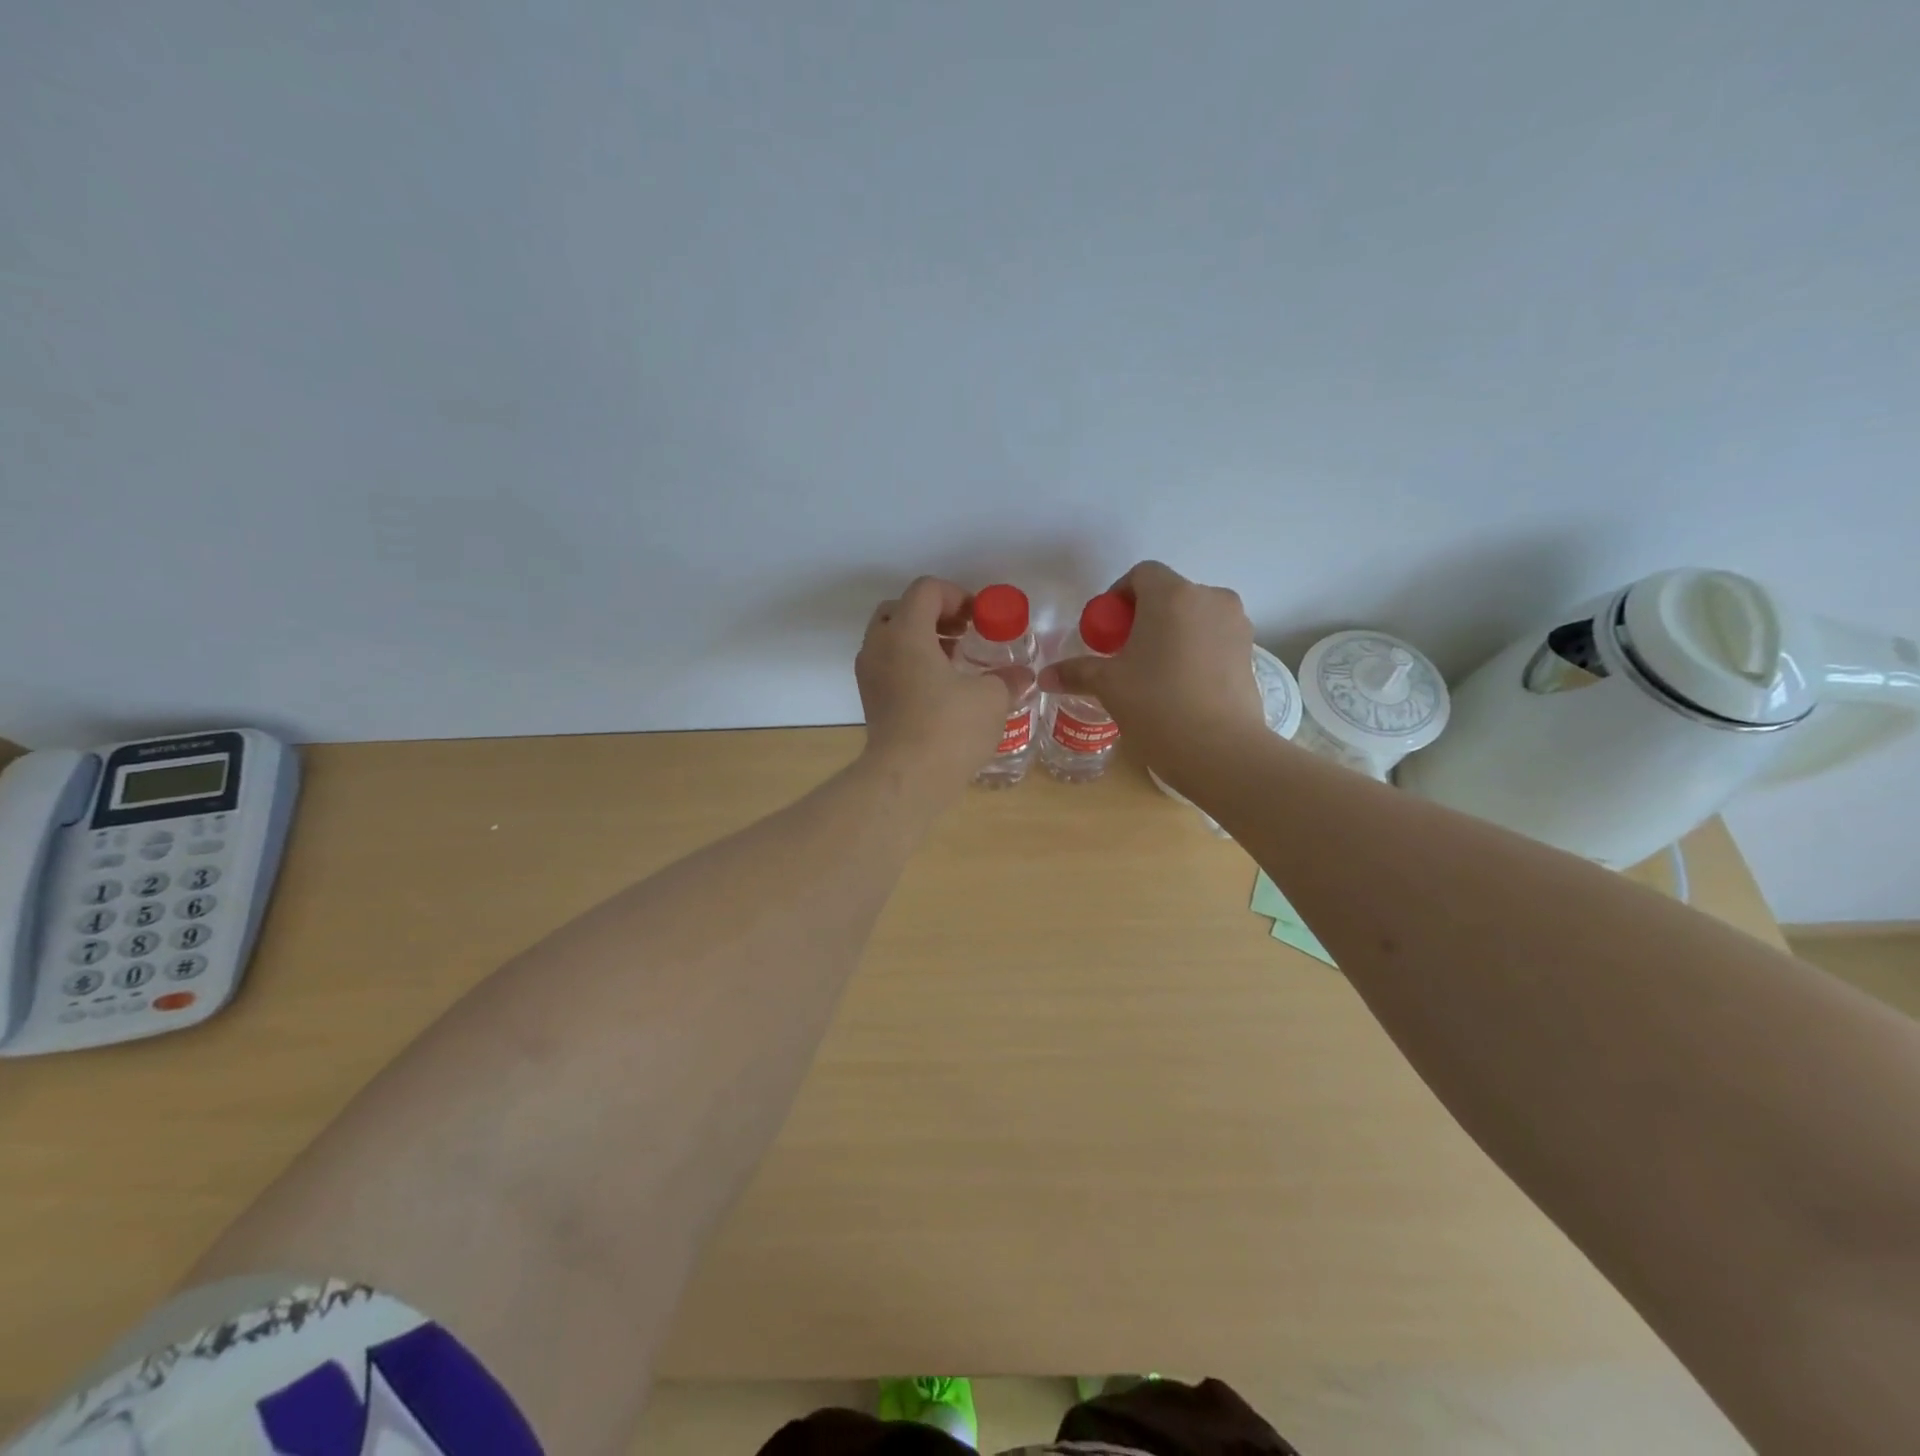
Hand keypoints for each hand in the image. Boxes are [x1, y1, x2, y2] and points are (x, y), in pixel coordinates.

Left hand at [856, 577, 1012, 799]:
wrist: (906, 780)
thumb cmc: (949, 729)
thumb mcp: (991, 699)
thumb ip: (1007, 679)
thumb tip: (1022, 676)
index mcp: (906, 632)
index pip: (926, 590)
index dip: (956, 596)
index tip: (978, 620)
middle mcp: (879, 646)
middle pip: (900, 609)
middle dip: (933, 615)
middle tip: (961, 636)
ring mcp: (869, 675)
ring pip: (890, 639)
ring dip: (920, 641)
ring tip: (952, 664)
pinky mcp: (870, 701)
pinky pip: (887, 666)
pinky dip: (909, 665)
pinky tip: (938, 691)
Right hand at [1044, 561, 1265, 771]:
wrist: (1220, 750)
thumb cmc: (1157, 705)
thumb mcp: (1109, 686)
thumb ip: (1076, 672)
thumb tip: (1044, 677)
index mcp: (1172, 595)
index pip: (1141, 574)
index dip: (1118, 596)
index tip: (1107, 631)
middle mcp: (1210, 599)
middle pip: (1170, 594)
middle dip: (1144, 616)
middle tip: (1125, 653)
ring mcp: (1236, 625)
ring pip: (1195, 616)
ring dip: (1172, 633)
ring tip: (1154, 671)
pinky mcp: (1250, 652)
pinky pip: (1214, 638)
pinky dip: (1195, 650)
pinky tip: (1181, 686)